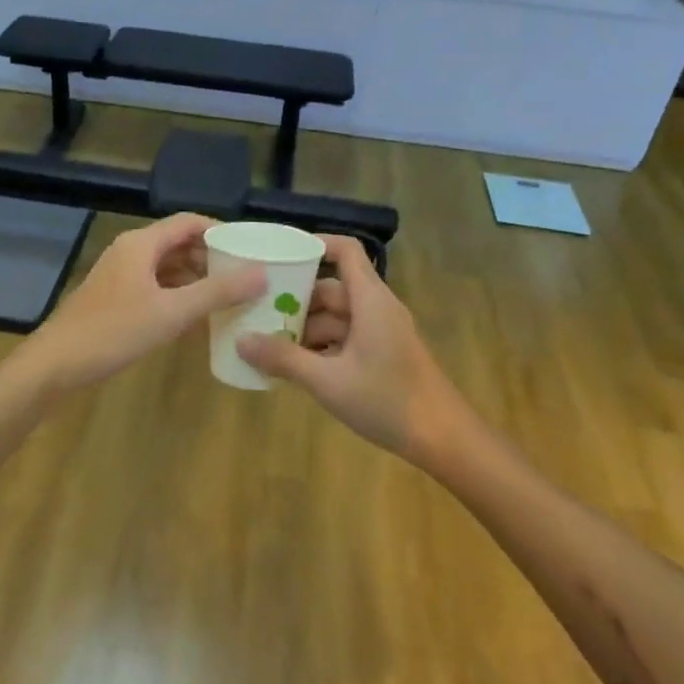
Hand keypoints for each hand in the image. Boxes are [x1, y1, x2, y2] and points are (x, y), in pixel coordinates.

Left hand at [20, 214, 265, 394]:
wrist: (55, 365)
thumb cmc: (113, 332)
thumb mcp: (171, 312)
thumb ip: (217, 292)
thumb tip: (262, 274)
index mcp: (142, 244)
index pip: (189, 223)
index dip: (221, 232)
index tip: (251, 250)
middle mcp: (131, 253)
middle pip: (180, 245)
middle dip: (213, 259)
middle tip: (246, 278)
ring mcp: (121, 278)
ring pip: (168, 270)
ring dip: (197, 282)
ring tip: (229, 300)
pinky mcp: (116, 301)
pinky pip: (156, 290)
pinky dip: (179, 299)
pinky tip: (198, 322)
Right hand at [236, 235, 469, 462]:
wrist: (443, 439)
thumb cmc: (387, 401)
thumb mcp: (328, 381)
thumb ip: (284, 359)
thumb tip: (240, 341)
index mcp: (370, 300)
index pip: (346, 251)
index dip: (315, 245)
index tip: (278, 255)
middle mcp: (376, 308)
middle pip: (331, 289)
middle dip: (295, 301)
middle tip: (256, 314)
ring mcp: (381, 332)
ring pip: (336, 317)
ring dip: (305, 329)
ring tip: (267, 345)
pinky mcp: (382, 354)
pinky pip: (345, 338)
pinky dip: (321, 347)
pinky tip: (295, 368)